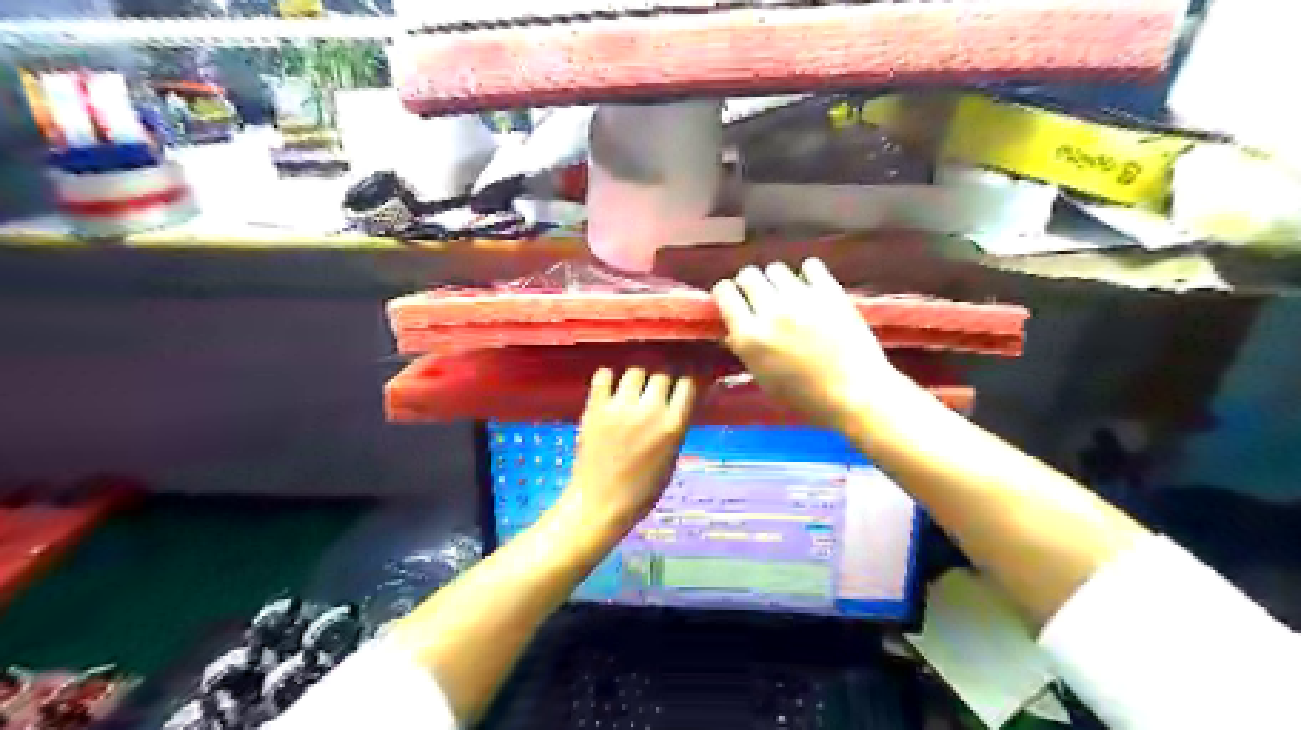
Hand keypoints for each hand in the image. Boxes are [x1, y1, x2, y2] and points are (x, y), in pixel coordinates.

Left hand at [566, 371, 694, 530]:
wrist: (599, 505)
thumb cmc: (641, 491)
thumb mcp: (671, 460)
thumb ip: (677, 428)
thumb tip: (684, 402)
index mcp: (672, 426)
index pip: (688, 382)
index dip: (689, 376)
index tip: (686, 376)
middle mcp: (649, 411)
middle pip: (662, 372)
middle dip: (664, 375)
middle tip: (659, 383)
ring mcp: (620, 407)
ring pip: (635, 369)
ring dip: (638, 375)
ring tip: (634, 385)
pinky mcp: (595, 408)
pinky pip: (604, 375)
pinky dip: (608, 376)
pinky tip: (611, 385)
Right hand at [709, 260, 907, 429]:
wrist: (855, 394)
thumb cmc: (806, 397)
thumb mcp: (765, 379)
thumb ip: (746, 350)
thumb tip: (734, 331)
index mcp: (750, 336)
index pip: (724, 293)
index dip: (727, 294)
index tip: (733, 300)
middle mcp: (770, 311)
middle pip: (748, 275)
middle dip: (749, 285)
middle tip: (760, 298)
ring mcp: (801, 299)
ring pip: (776, 269)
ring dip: (777, 281)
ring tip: (788, 296)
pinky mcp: (829, 291)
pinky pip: (810, 266)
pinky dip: (808, 275)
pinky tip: (811, 289)